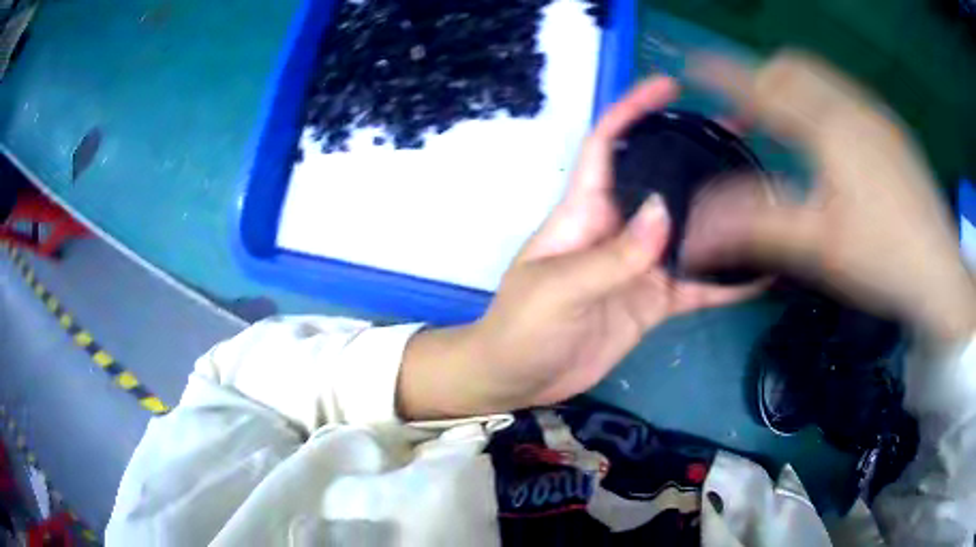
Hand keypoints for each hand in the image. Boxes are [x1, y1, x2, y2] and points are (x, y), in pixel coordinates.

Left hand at [398, 77, 761, 419]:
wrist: (521, 379)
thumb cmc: (522, 328)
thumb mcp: (559, 288)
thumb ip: (612, 255)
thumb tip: (664, 212)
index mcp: (584, 211)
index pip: (607, 144)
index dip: (633, 110)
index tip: (669, 87)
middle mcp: (618, 228)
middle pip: (660, 180)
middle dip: (696, 154)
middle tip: (742, 138)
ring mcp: (641, 266)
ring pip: (688, 232)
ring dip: (722, 216)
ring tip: (764, 196)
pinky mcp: (654, 300)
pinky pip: (697, 286)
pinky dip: (726, 282)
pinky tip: (760, 274)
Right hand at [682, 51, 975, 341]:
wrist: (940, 274)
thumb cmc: (882, 259)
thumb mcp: (818, 248)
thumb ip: (757, 227)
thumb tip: (697, 229)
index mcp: (830, 129)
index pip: (764, 85)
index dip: (724, 73)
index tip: (694, 64)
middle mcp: (852, 107)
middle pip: (792, 66)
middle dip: (760, 77)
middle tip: (745, 111)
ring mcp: (876, 115)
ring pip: (820, 76)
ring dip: (791, 85)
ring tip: (782, 121)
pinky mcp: (892, 130)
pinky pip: (844, 93)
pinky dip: (820, 98)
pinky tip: (826, 137)